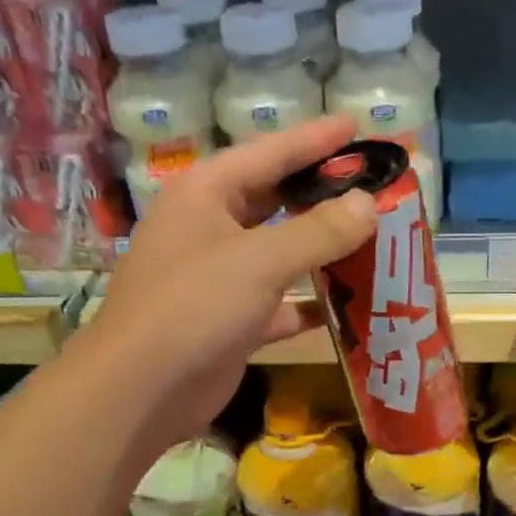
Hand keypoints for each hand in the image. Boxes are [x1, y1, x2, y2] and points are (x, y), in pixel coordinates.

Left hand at [89, 115, 375, 446]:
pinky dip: (310, 303)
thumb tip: (367, 204)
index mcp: (206, 194)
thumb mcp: (261, 260)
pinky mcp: (232, 321)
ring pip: (280, 253)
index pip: (269, 154)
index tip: (356, 125)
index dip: (314, 139)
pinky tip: (349, 303)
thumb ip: (319, 231)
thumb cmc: (194, 305)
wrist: (143, 389)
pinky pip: (281, 302)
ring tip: (372, 238)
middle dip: (321, 194)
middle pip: (275, 200)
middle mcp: (210, 228)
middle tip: (370, 185)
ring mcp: (219, 277)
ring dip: (322, 250)